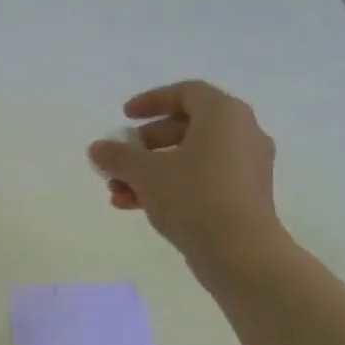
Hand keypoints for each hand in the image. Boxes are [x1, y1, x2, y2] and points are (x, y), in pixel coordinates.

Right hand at [88, 80, 287, 270]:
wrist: (240, 252)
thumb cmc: (194, 197)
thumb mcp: (146, 173)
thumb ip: (118, 156)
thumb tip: (97, 148)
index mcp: (224, 115)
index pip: (187, 93)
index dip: (152, 101)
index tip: (124, 117)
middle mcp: (242, 134)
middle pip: (186, 128)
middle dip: (145, 145)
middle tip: (119, 159)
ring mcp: (246, 168)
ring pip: (191, 159)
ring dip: (150, 171)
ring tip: (117, 192)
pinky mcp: (244, 197)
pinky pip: (202, 181)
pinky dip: (171, 187)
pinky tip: (136, 207)